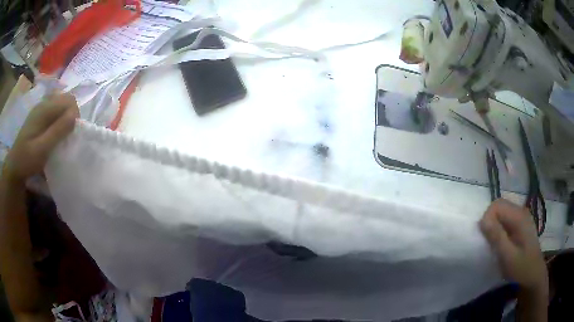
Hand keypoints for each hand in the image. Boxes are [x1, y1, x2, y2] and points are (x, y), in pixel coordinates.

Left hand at [4, 94, 78, 181]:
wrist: (14, 166)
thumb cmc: (27, 160)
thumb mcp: (42, 149)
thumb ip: (57, 131)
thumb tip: (75, 115)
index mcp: (44, 109)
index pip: (69, 100)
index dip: (74, 115)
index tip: (72, 135)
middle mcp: (43, 104)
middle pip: (66, 100)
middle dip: (71, 116)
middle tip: (67, 136)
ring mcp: (40, 109)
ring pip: (61, 105)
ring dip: (65, 118)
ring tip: (61, 136)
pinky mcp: (39, 116)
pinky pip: (54, 111)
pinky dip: (58, 120)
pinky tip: (54, 134)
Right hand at [480, 199, 547, 293]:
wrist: (533, 276)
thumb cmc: (521, 268)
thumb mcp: (508, 256)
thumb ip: (497, 237)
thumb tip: (482, 220)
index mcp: (519, 217)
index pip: (497, 205)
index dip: (487, 218)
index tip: (484, 238)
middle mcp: (521, 212)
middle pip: (500, 206)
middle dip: (490, 221)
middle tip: (487, 241)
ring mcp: (522, 218)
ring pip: (502, 213)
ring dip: (494, 226)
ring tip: (493, 244)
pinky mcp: (521, 225)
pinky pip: (506, 220)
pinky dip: (499, 229)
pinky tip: (501, 243)